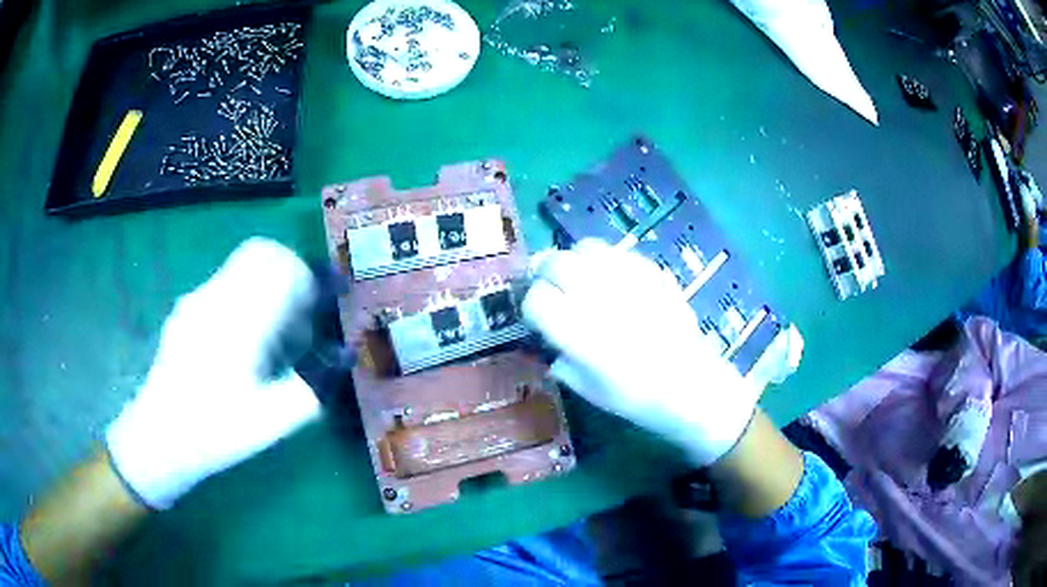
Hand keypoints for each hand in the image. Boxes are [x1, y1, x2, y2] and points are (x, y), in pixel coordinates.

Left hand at [106, 238, 321, 508]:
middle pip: (262, 252)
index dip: (310, 279)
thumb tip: (346, 353)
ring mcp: (196, 300)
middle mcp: (215, 297)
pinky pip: (224, 283)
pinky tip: (242, 340)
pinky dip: (245, 295)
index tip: (322, 304)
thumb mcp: (272, 420)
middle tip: (300, 313)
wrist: (159, 438)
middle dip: (290, 273)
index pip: (283, 266)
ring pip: (242, 265)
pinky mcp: (185, 309)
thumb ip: (314, 384)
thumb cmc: (216, 432)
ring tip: (272, 333)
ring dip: (266, 284)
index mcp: (238, 320)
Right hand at [522, 239, 761, 465]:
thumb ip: (561, 360)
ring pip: (585, 248)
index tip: (538, 315)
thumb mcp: (587, 389)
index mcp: (578, 333)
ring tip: (579, 277)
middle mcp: (599, 298)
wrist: (690, 385)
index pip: (536, 299)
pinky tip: (611, 278)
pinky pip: (617, 252)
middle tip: (550, 286)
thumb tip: (551, 339)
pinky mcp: (652, 272)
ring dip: (573, 260)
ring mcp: (628, 280)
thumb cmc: (636, 397)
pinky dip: (605, 260)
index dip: (531, 305)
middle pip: (554, 263)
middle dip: (544, 273)